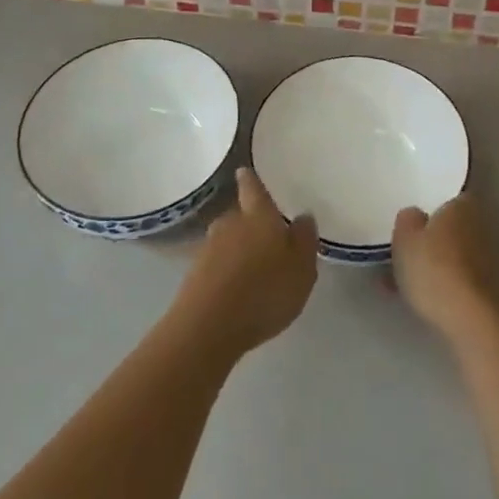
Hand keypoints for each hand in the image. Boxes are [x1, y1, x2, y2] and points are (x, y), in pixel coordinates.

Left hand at [172, 167, 318, 356]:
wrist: (208, 327)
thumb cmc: (264, 291)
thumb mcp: (301, 269)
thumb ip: (304, 240)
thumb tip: (303, 216)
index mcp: (258, 216)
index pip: (253, 188)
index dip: (251, 180)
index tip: (245, 171)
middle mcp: (230, 224)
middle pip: (239, 216)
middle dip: (250, 223)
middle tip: (266, 237)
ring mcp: (208, 249)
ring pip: (227, 241)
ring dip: (237, 249)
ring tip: (253, 268)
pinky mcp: (193, 275)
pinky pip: (216, 265)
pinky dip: (226, 271)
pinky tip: (236, 290)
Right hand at [392, 194, 498, 343]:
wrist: (469, 319)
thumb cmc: (434, 268)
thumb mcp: (405, 237)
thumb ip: (407, 219)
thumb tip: (415, 215)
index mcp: (462, 207)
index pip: (450, 197)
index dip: (432, 206)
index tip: (414, 218)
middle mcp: (479, 228)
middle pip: (450, 227)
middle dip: (430, 238)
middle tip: (403, 249)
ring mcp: (486, 260)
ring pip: (450, 255)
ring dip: (432, 263)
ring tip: (400, 280)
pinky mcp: (486, 289)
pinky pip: (455, 278)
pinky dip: (438, 284)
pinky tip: (416, 298)